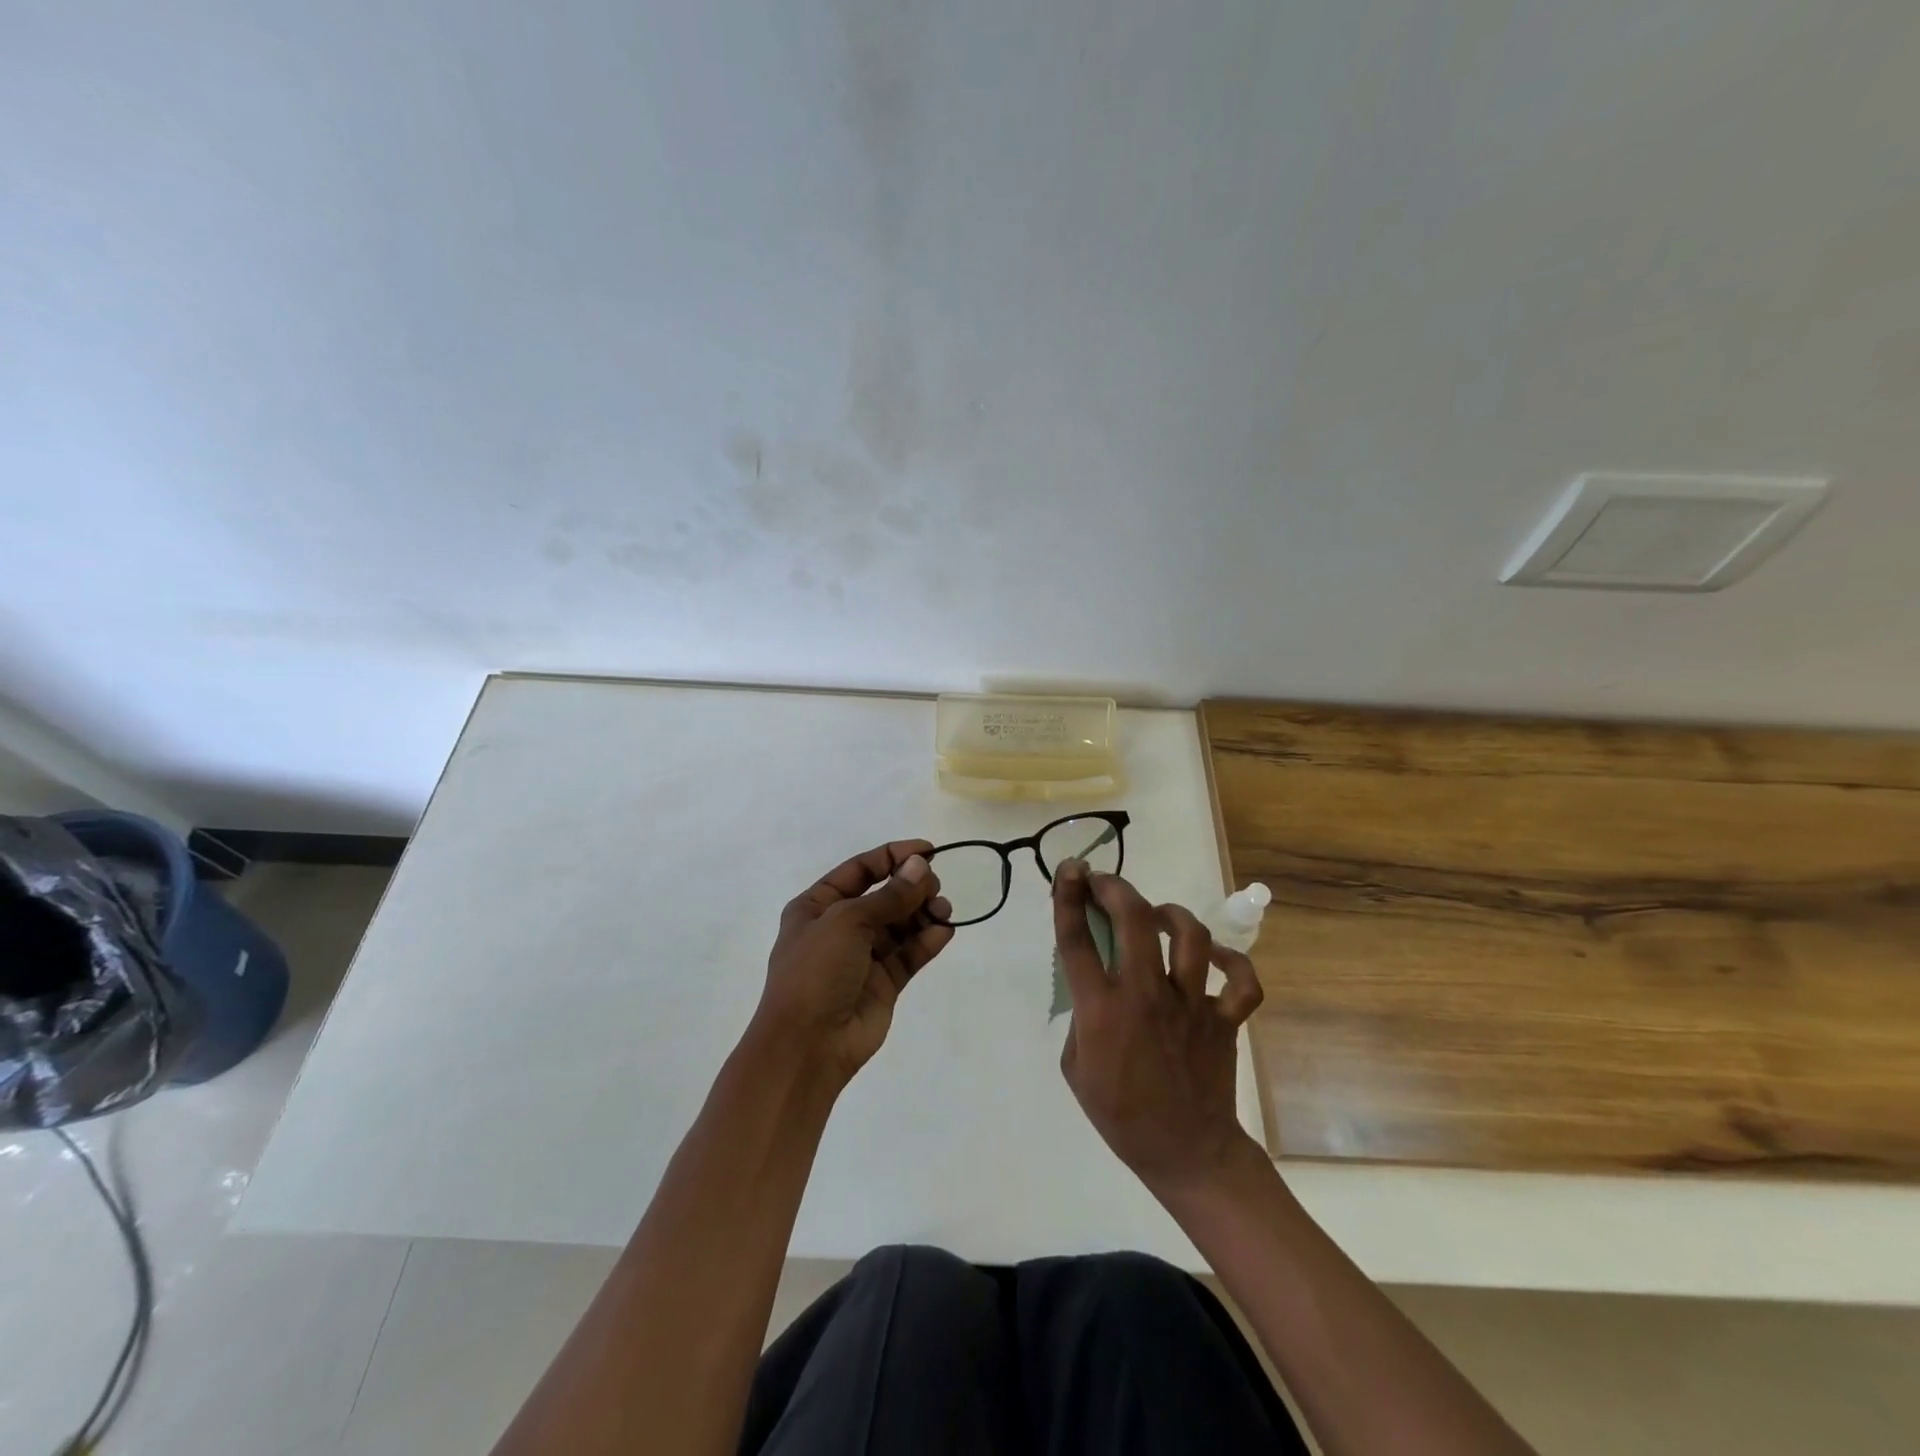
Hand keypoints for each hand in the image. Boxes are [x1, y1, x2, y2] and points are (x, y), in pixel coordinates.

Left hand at [754, 840, 954, 1088]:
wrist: (807, 1045)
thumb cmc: (816, 971)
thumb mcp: (848, 921)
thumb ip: (889, 895)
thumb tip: (921, 866)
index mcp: (817, 906)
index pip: (860, 869)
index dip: (893, 856)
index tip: (929, 850)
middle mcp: (840, 928)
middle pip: (884, 896)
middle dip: (911, 887)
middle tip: (934, 886)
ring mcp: (863, 957)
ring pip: (900, 925)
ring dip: (923, 913)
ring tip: (943, 909)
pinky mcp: (883, 984)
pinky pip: (909, 955)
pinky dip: (927, 941)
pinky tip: (944, 931)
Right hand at [1053, 861, 1265, 1196]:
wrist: (1186, 1154)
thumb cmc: (1120, 1114)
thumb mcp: (1074, 1067)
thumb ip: (1080, 1018)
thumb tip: (1094, 984)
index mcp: (1101, 1010)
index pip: (1077, 939)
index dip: (1067, 896)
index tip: (1069, 870)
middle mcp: (1145, 996)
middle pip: (1134, 919)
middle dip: (1116, 888)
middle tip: (1104, 882)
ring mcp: (1191, 1005)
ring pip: (1189, 936)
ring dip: (1169, 914)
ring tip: (1155, 915)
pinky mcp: (1224, 1018)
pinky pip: (1241, 980)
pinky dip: (1230, 961)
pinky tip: (1210, 956)